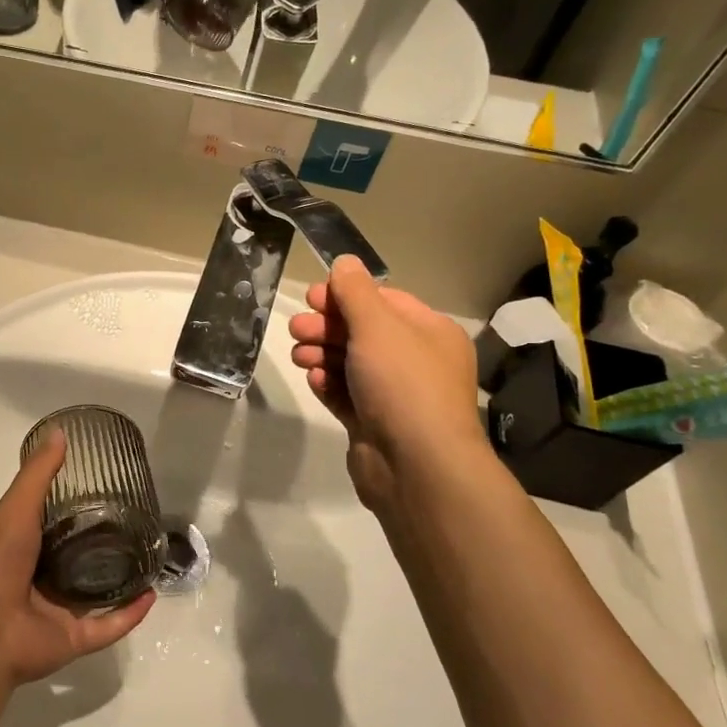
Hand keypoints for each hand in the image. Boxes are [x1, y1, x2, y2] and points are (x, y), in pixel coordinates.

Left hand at [0, 430, 154, 687]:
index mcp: (17, 546)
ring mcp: (54, 610)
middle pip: (73, 558)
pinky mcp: (72, 638)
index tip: (101, 486)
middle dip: (98, 542)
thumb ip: (37, 474)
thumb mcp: (14, 509)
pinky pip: (107, 626)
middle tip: (131, 519)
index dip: (71, 505)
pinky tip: (151, 595)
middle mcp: (35, 577)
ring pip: (93, 593)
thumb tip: (60, 432)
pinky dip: (129, 615)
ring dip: (118, 579)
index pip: (47, 522)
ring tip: (147, 555)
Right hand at [289, 257, 488, 513]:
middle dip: (327, 327)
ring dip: (322, 355)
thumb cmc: (402, 383)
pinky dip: (329, 385)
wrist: (416, 466)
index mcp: (429, 333)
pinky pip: (347, 395)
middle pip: (363, 332)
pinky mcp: (375, 424)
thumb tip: (345, 261)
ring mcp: (396, 396)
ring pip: (351, 364)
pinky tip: (315, 381)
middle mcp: (417, 361)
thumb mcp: (376, 326)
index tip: (311, 297)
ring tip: (300, 357)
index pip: (384, 301)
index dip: (346, 295)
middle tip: (297, 329)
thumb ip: (355, 292)